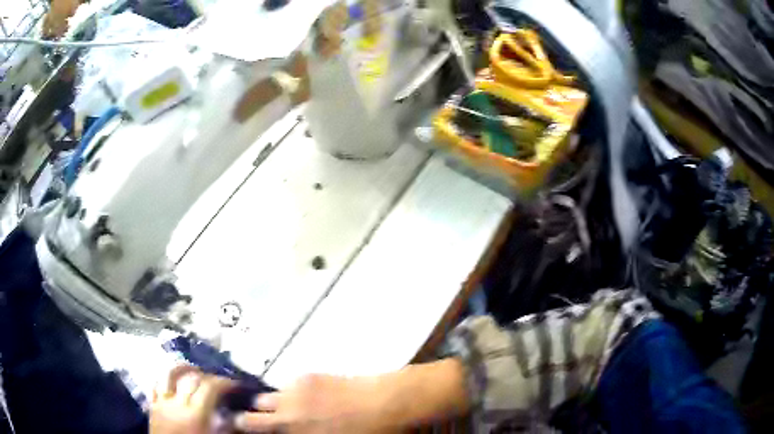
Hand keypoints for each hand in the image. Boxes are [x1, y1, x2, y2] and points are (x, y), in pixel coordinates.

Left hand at [150, 365, 234, 433]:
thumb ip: (225, 427)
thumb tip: (234, 415)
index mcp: (196, 414)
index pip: (210, 387)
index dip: (223, 382)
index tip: (234, 384)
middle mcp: (177, 403)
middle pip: (192, 377)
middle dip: (207, 375)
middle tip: (218, 380)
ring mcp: (162, 403)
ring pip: (169, 374)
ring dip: (183, 369)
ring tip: (193, 370)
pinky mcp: (152, 406)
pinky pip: (156, 385)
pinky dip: (165, 379)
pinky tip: (172, 382)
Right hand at [235, 374, 393, 433]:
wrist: (387, 404)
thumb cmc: (366, 433)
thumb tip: (286, 430)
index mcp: (290, 429)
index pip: (252, 427)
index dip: (244, 428)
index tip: (242, 428)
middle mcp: (286, 410)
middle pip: (253, 410)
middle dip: (250, 416)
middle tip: (256, 421)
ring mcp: (296, 390)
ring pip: (269, 396)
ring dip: (272, 404)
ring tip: (285, 410)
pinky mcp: (309, 376)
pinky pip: (288, 385)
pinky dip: (290, 393)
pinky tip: (306, 399)